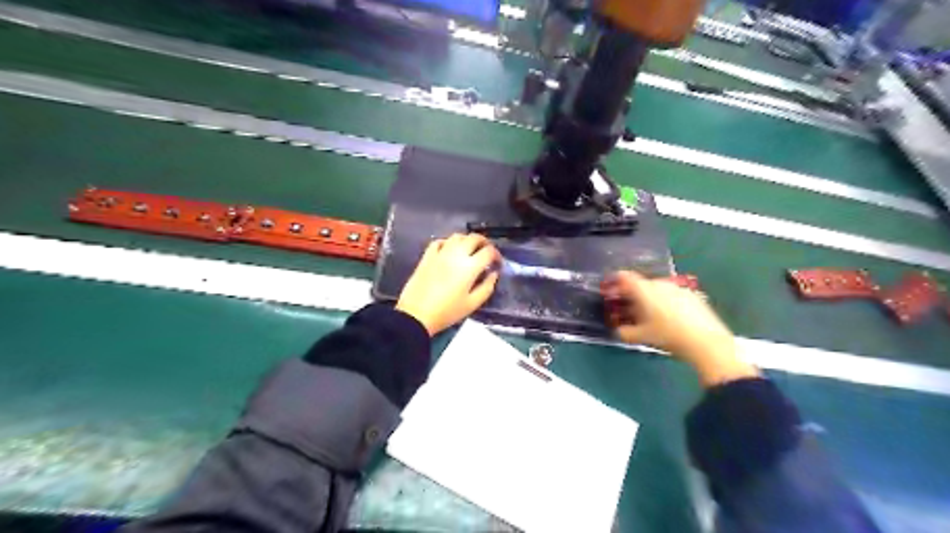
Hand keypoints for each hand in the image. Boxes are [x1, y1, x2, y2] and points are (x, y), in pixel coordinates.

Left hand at [393, 233, 498, 333]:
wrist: (416, 315)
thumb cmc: (447, 312)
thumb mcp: (472, 304)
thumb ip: (487, 287)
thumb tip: (493, 274)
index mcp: (470, 266)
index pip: (488, 251)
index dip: (497, 255)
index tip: (497, 263)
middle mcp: (456, 254)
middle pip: (474, 238)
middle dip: (485, 243)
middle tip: (487, 253)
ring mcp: (440, 253)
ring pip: (457, 236)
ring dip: (467, 240)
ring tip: (470, 250)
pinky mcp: (427, 256)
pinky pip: (439, 241)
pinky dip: (448, 242)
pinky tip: (449, 250)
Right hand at [601, 270, 758, 386]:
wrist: (706, 341)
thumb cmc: (667, 336)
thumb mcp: (641, 337)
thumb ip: (624, 332)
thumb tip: (618, 330)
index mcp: (644, 290)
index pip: (624, 277)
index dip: (614, 281)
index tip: (610, 290)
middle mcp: (659, 283)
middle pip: (640, 284)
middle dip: (632, 294)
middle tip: (628, 309)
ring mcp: (677, 287)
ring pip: (656, 289)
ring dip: (649, 298)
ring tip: (649, 315)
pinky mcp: (692, 295)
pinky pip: (671, 295)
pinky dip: (665, 302)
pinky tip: (669, 318)